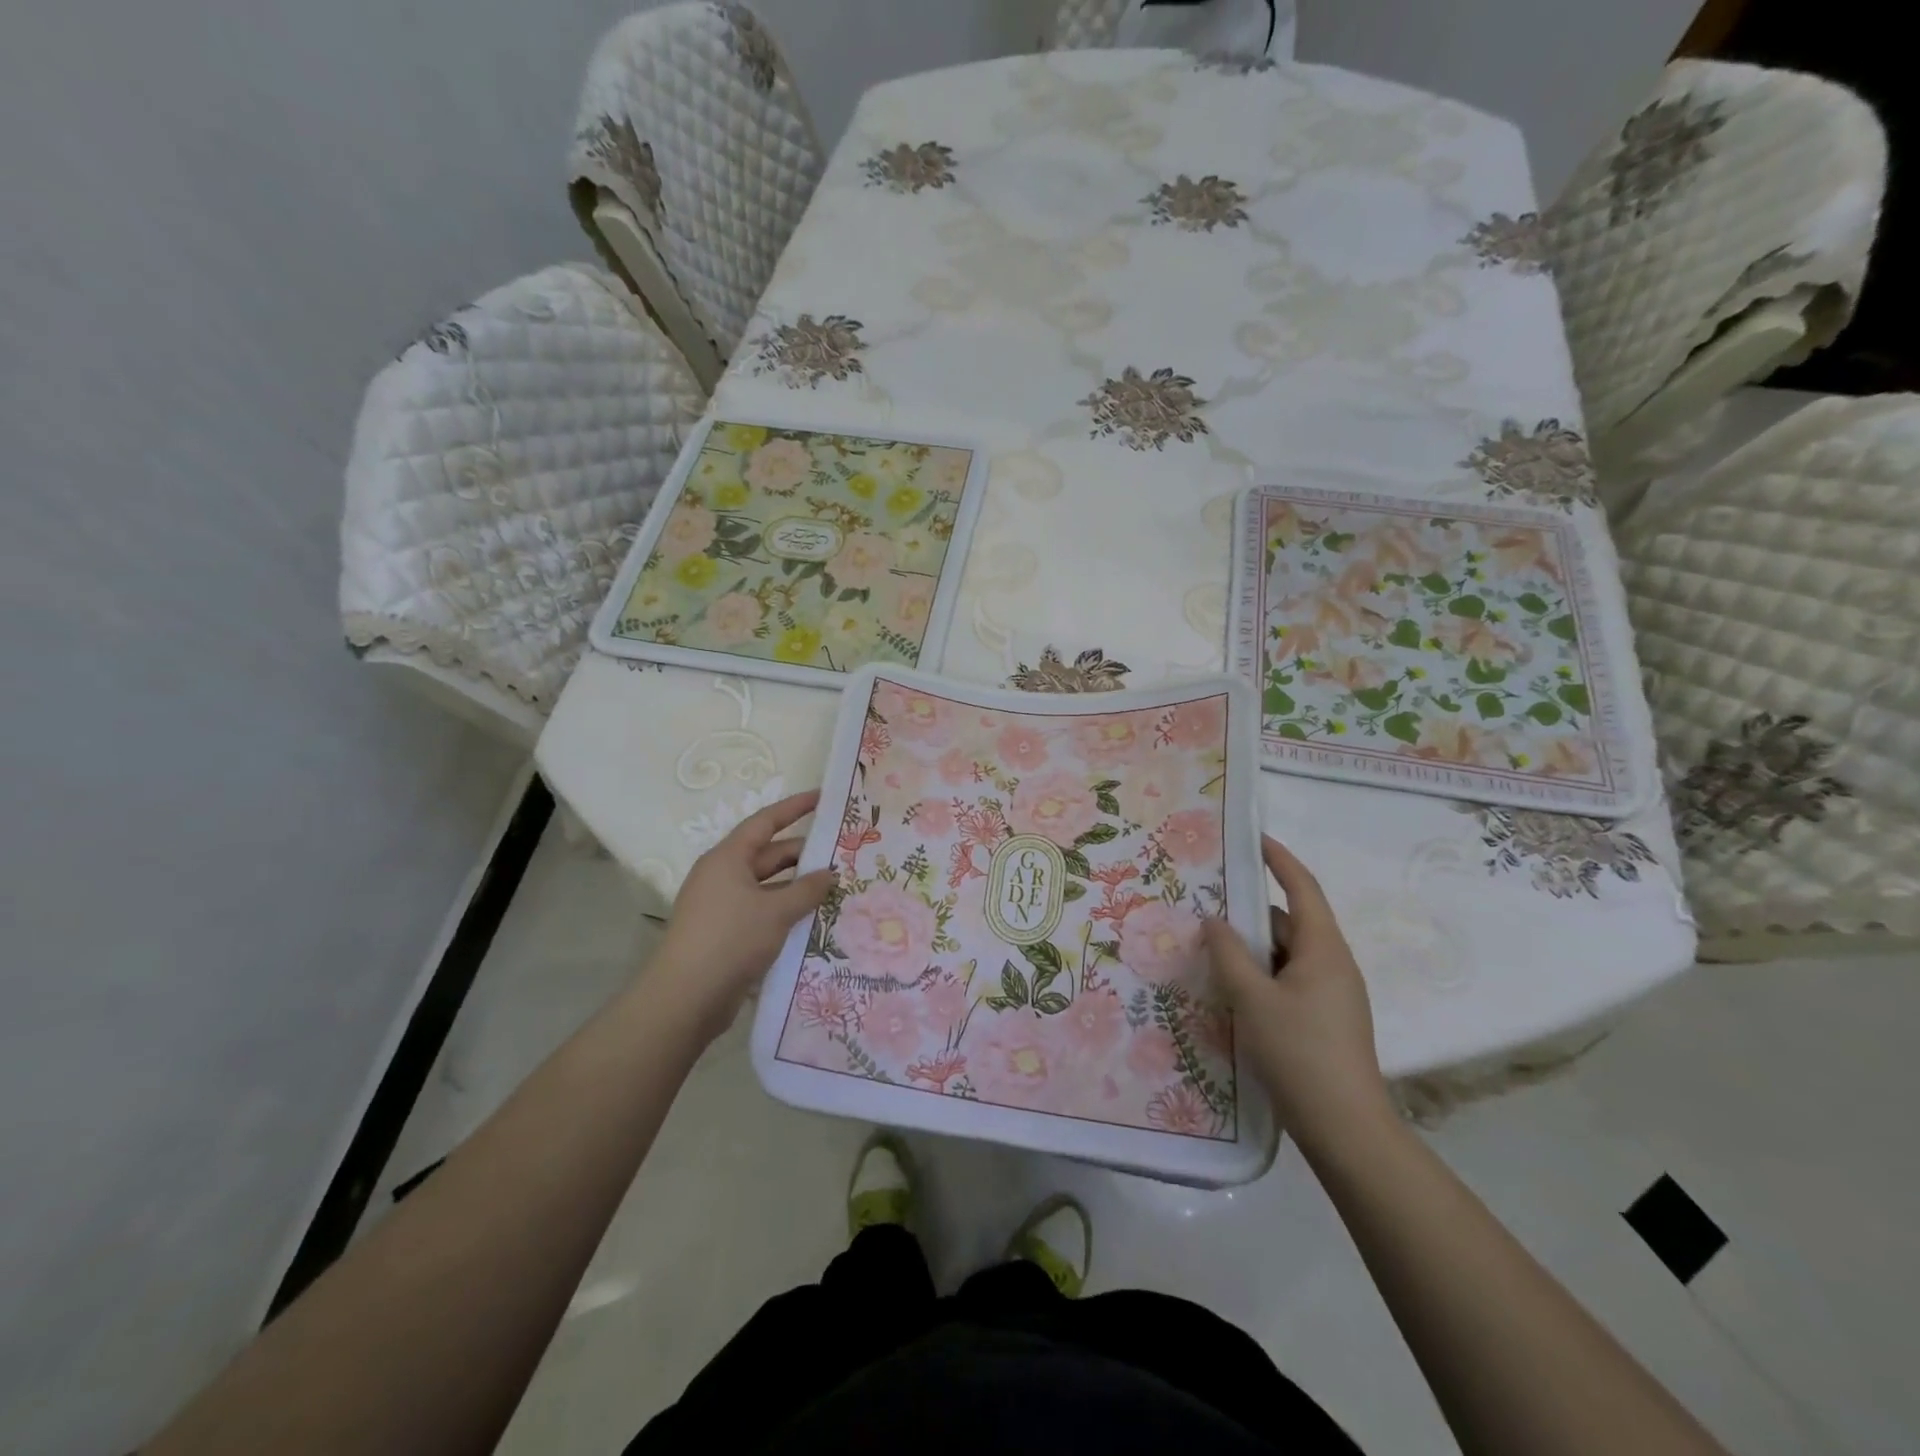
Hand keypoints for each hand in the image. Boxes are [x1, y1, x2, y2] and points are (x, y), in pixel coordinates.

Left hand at [651, 789, 835, 1039]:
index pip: (766, 822)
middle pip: (769, 855)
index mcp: (728, 858)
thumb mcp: (776, 911)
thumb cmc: (730, 939)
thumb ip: (807, 889)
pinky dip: (786, 910)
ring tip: (837, 889)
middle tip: (843, 855)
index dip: (795, 808)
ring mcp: (723, 905)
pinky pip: (763, 910)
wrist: (686, 998)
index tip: (823, 798)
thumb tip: (830, 873)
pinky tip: (814, 919)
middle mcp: (723, 875)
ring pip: (769, 886)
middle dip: (804, 855)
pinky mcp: (726, 932)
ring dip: (798, 887)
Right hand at [1203, 835, 1393, 1155]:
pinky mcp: (1324, 1019)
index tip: (1253, 838)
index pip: (1301, 888)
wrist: (1345, 1129)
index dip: (1278, 859)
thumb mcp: (1253, 999)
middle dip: (1249, 911)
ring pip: (1285, 955)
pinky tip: (1230, 988)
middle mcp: (1332, 964)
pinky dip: (1260, 974)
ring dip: (1251, 948)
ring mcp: (1331, 994)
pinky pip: (1287, 980)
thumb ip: (1228, 954)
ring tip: (1208, 947)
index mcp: (1324, 949)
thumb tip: (1213, 920)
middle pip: (1289, 922)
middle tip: (1206, 902)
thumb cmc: (1300, 1053)